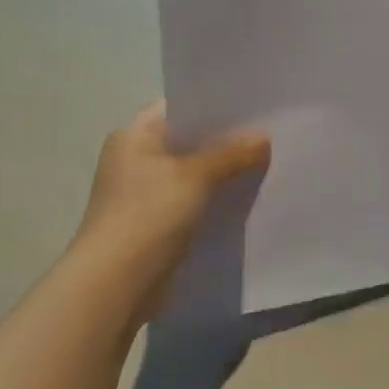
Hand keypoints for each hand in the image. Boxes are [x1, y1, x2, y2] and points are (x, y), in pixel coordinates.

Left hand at [71, 101, 270, 315]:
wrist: (117, 283)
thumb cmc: (148, 215)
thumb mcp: (195, 176)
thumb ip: (232, 153)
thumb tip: (265, 137)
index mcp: (135, 136)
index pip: (180, 108)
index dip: (216, 105)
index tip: (256, 106)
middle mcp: (136, 159)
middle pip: (190, 141)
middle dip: (227, 141)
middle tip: (272, 134)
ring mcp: (145, 193)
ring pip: (195, 173)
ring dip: (225, 172)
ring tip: (269, 164)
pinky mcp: (158, 223)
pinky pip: (195, 201)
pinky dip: (217, 199)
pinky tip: (249, 199)